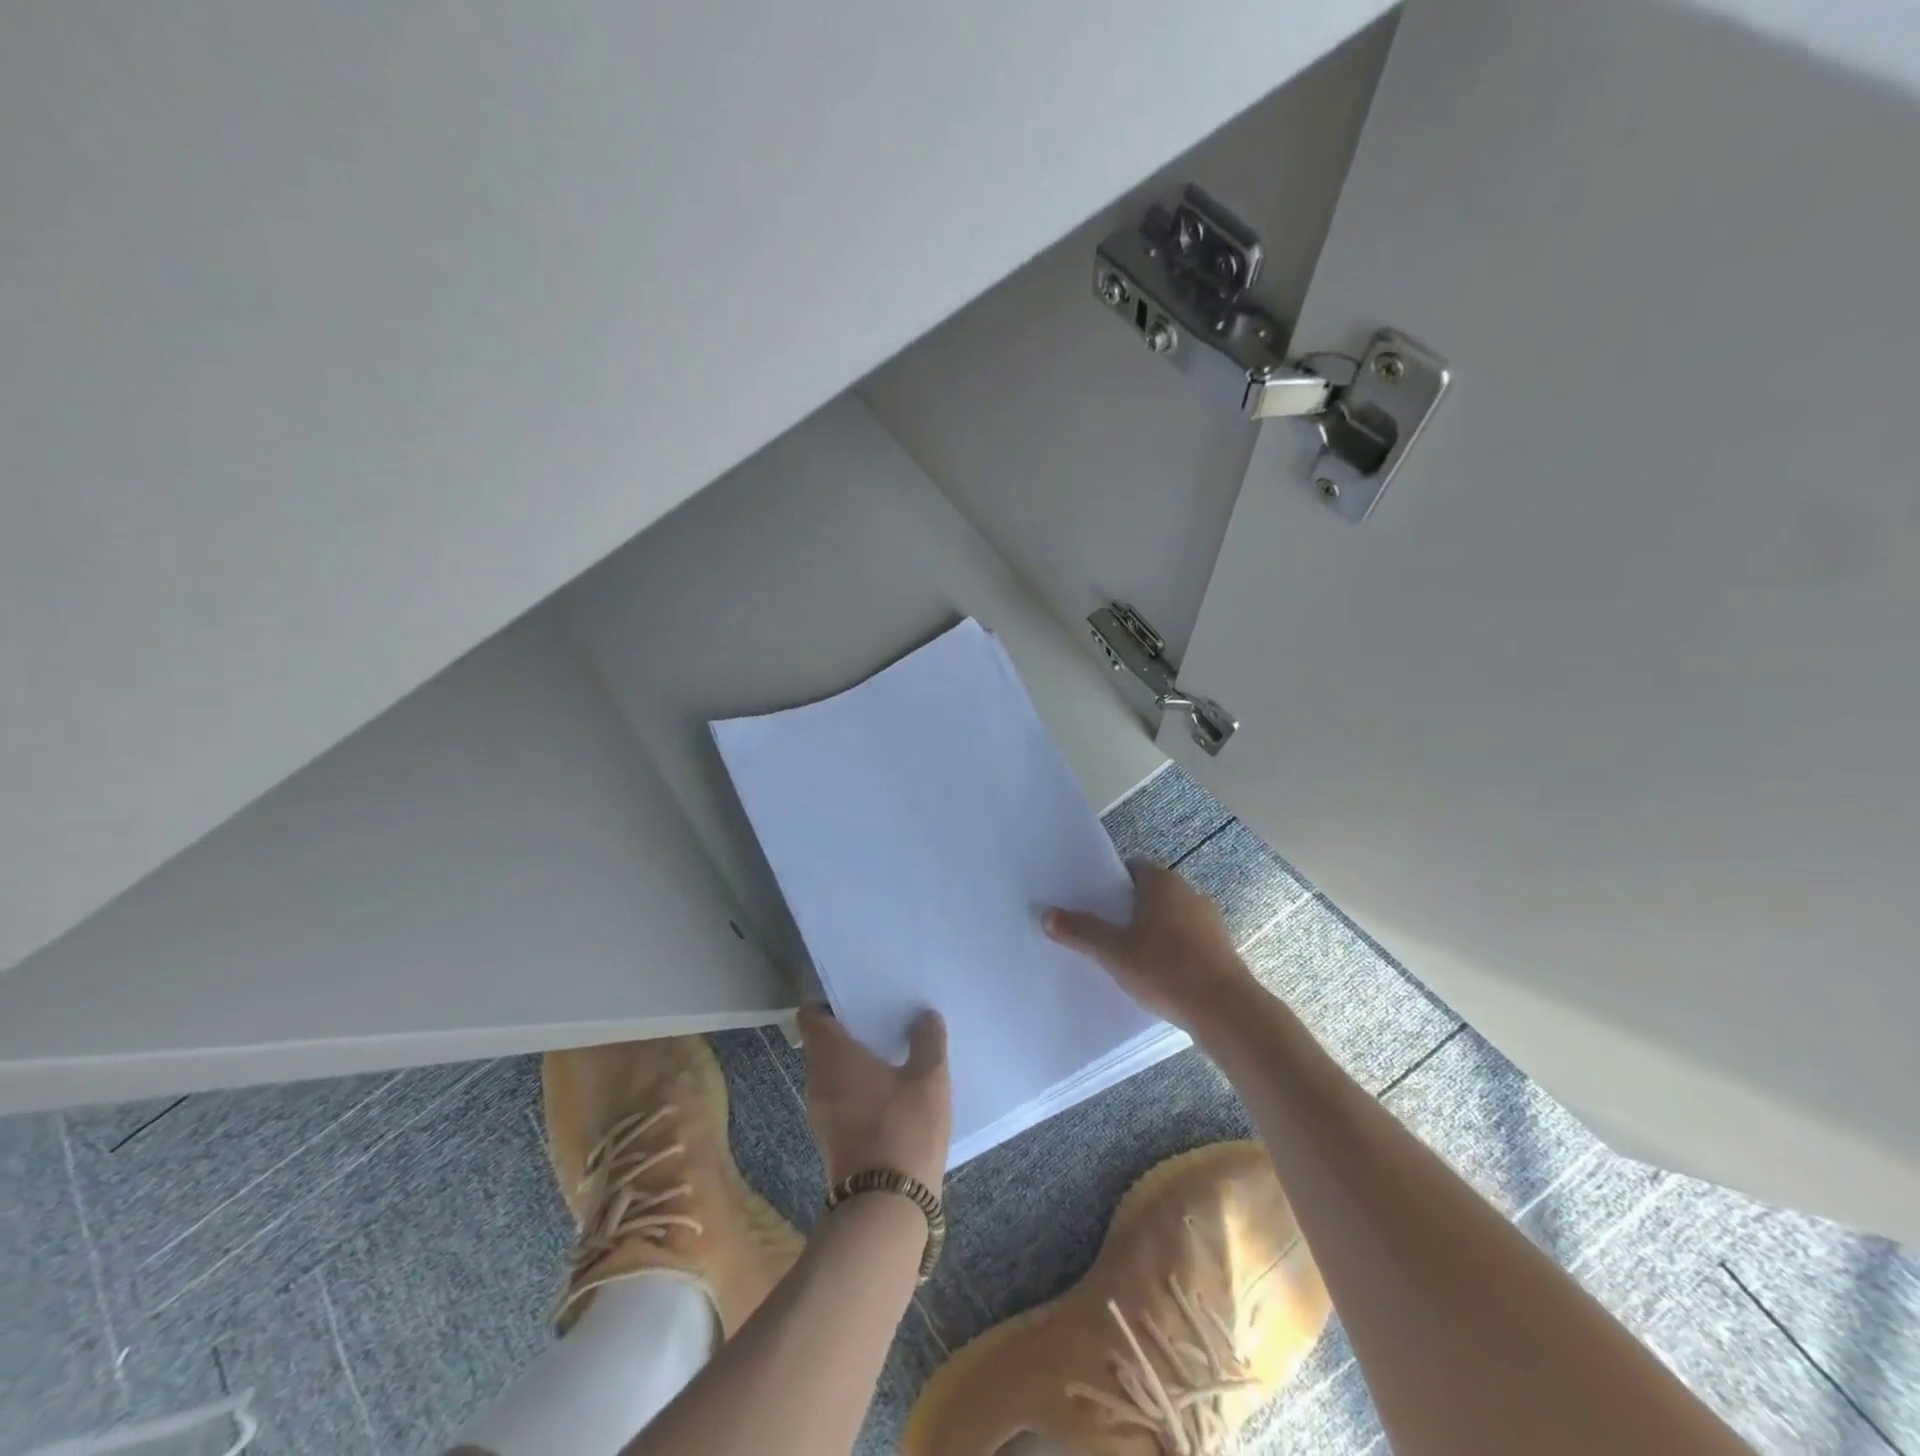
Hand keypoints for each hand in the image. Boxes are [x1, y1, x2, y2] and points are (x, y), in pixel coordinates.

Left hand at [798, 1006, 951, 1192]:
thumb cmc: (903, 1128)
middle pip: (824, 1043)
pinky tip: (892, 1089)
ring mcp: (821, 1112)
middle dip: (851, 1030)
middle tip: (885, 1018)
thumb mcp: (929, 1078)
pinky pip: (841, 1097)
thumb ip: (928, 1041)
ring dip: (857, 1062)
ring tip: (893, 1051)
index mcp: (832, 1055)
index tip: (859, 996)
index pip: (812, 1015)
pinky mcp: (832, 1138)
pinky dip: (860, 1088)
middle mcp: (817, 1079)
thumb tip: (925, 1016)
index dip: (830, 1002)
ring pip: (833, 1072)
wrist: (886, 1206)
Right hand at [1044, 859, 1260, 1035]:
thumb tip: (1046, 914)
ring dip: (1153, 928)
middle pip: (1151, 890)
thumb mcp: (1114, 952)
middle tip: (1106, 928)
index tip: (1095, 901)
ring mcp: (1209, 918)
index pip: (1133, 866)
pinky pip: (1188, 937)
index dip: (1112, 881)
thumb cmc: (1165, 968)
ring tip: (1130, 953)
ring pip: (1171, 914)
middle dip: (1130, 906)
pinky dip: (1173, 946)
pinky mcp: (1221, 945)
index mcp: (1162, 882)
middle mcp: (1188, 891)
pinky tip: (1160, 972)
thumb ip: (1081, 931)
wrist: (1225, 1009)